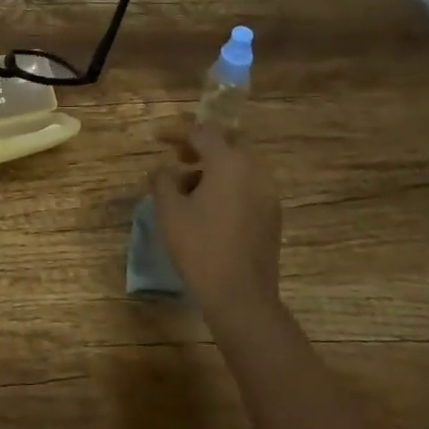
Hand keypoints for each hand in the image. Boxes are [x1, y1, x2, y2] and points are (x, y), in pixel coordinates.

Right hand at [149, 124, 283, 318]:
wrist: (241, 296)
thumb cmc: (200, 247)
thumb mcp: (169, 211)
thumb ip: (162, 181)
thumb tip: (163, 171)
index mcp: (229, 162)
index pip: (202, 133)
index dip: (177, 132)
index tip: (157, 139)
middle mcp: (254, 170)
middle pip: (229, 142)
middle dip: (202, 145)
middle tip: (179, 157)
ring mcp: (267, 193)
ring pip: (240, 165)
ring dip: (215, 167)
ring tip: (188, 187)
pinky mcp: (272, 215)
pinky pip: (248, 185)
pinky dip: (228, 185)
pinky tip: (208, 208)